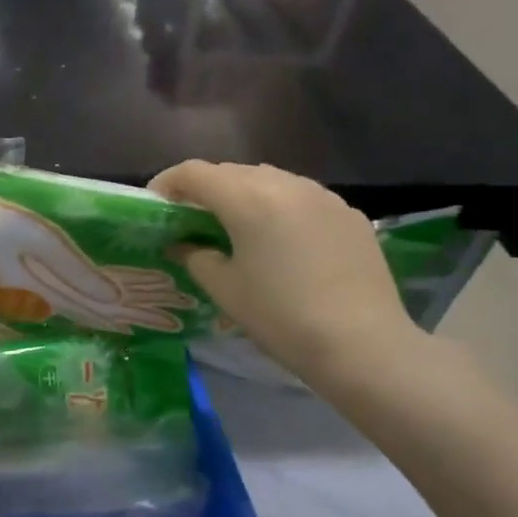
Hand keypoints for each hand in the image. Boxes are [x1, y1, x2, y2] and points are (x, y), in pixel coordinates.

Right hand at [151, 161, 419, 381]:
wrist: (362, 344)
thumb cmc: (280, 316)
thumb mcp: (224, 289)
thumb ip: (195, 257)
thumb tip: (183, 244)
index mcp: (247, 198)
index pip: (194, 172)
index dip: (167, 183)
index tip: (154, 204)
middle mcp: (284, 183)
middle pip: (231, 172)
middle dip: (204, 189)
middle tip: (190, 219)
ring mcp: (321, 195)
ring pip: (269, 181)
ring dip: (243, 195)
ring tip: (235, 227)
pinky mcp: (347, 213)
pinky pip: (300, 197)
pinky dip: (278, 208)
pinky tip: (280, 241)